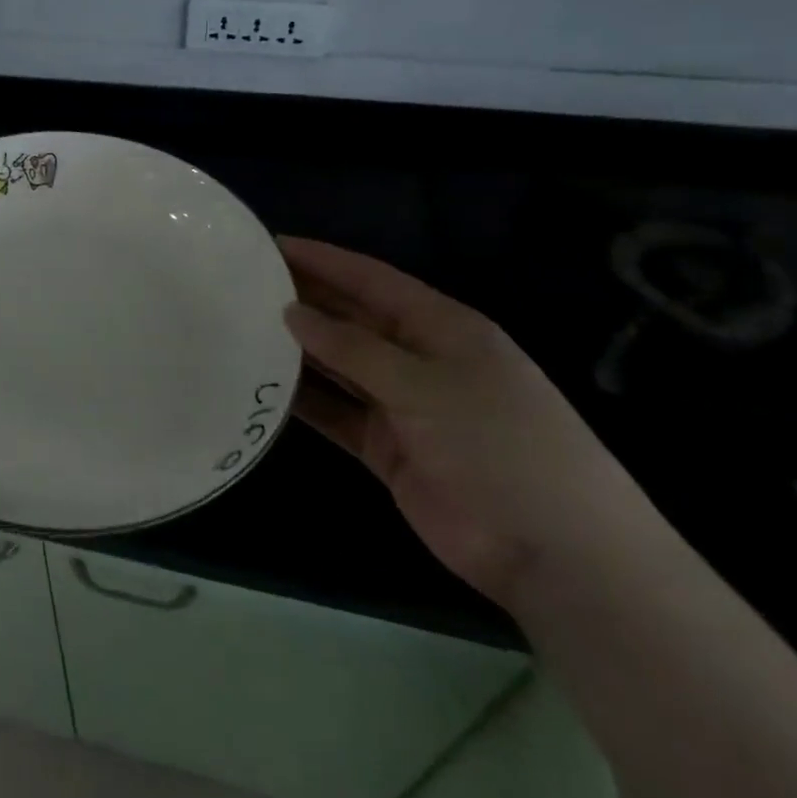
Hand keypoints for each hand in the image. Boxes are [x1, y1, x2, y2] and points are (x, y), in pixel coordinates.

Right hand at [280, 236, 660, 612]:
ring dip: (298, 349)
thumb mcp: (425, 385)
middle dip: (303, 300)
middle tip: (242, 285)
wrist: (554, 553)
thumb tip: (292, 312)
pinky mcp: (388, 448)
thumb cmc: (499, 445)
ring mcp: (403, 405)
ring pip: (339, 365)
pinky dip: (305, 401)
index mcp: (441, 327)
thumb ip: (353, 347)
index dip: (322, 259)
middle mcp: (418, 358)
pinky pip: (337, 413)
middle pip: (351, 319)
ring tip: (242, 328)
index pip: (370, 280)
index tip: (270, 244)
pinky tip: (264, 386)